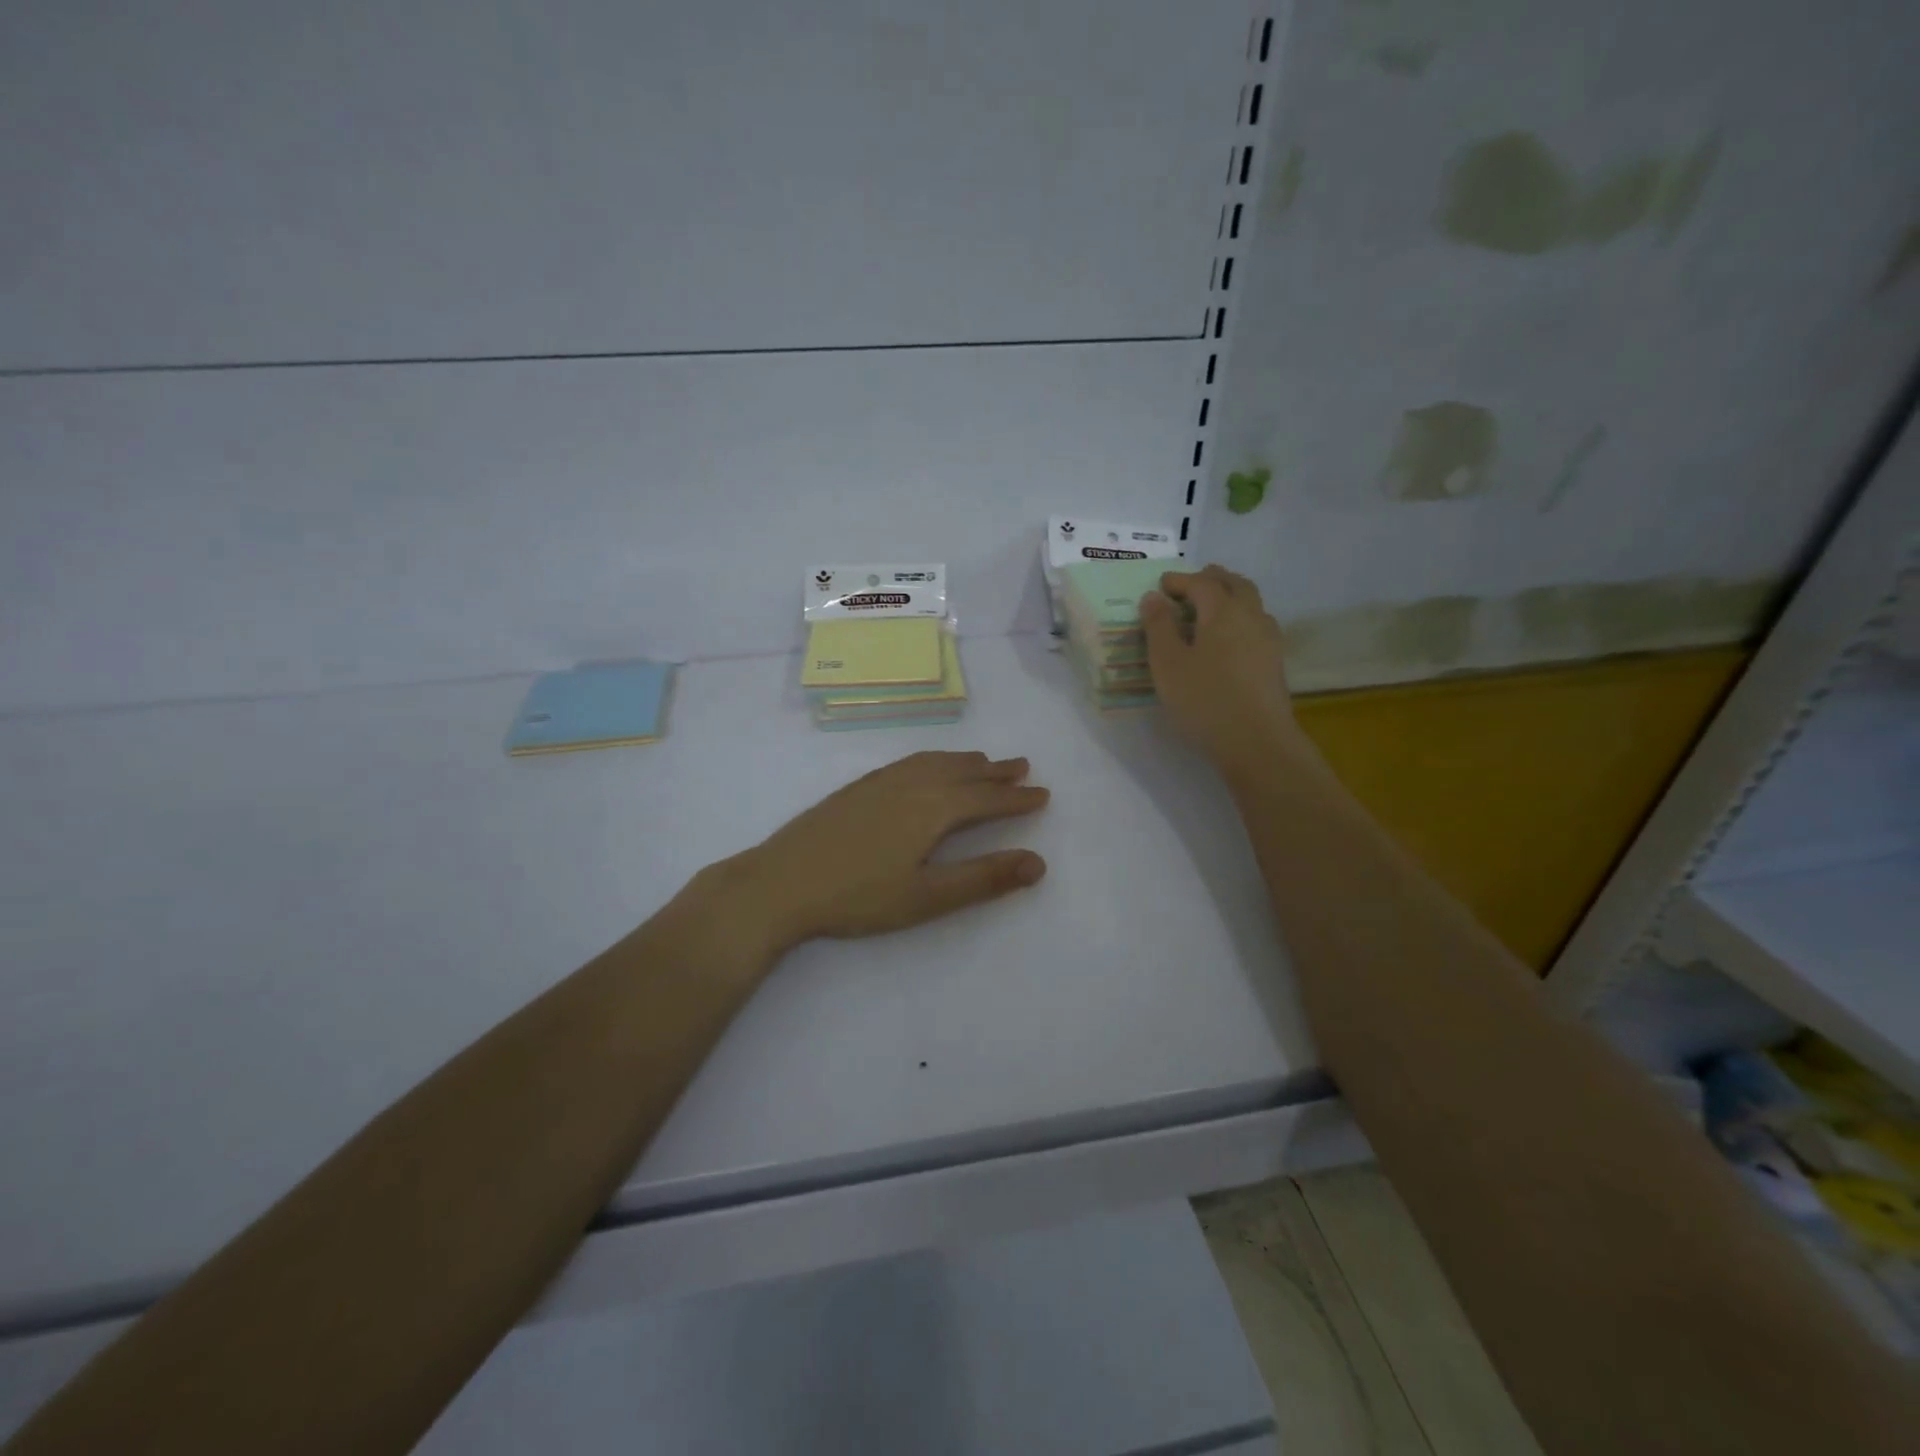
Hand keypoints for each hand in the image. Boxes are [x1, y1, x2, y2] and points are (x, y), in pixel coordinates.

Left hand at [722, 751, 1048, 950]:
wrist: (781, 882)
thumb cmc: (858, 896)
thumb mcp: (927, 897)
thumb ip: (983, 879)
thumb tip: (1038, 862)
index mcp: (933, 809)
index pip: (986, 800)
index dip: (1017, 799)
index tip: (1042, 795)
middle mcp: (911, 785)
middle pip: (963, 773)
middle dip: (996, 772)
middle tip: (1022, 767)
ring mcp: (880, 782)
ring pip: (934, 762)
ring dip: (965, 761)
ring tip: (983, 762)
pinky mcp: (857, 788)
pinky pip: (909, 762)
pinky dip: (933, 760)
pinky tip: (926, 768)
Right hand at [1141, 565, 1304, 777]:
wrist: (1256, 741)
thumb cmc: (1204, 699)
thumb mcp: (1168, 663)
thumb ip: (1159, 626)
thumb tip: (1153, 597)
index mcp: (1222, 610)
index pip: (1201, 582)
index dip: (1180, 580)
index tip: (1161, 585)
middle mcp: (1251, 615)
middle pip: (1234, 584)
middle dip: (1210, 579)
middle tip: (1189, 586)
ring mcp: (1268, 638)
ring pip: (1250, 602)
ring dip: (1228, 596)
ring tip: (1208, 609)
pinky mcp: (1274, 661)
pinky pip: (1256, 624)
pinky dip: (1239, 618)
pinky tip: (1228, 638)